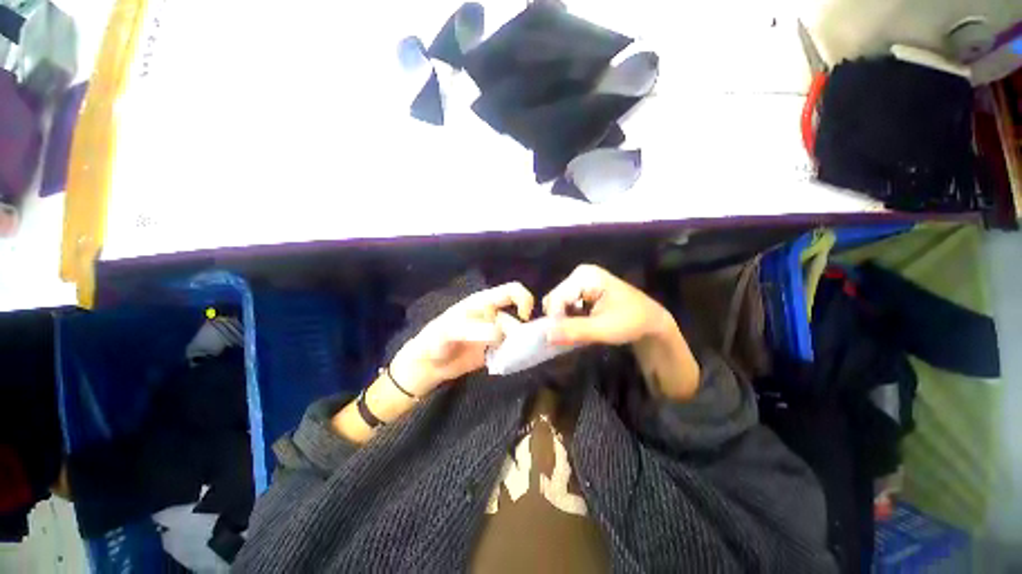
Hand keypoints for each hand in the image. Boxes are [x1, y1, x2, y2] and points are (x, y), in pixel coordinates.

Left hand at [389, 282, 534, 395]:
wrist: (426, 366)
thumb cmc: (434, 341)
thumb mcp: (450, 331)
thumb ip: (476, 329)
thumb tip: (502, 333)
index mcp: (484, 302)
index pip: (512, 291)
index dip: (524, 299)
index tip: (525, 318)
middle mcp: (493, 315)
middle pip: (518, 317)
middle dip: (523, 330)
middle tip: (518, 347)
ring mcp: (495, 334)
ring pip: (517, 335)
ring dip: (520, 345)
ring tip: (511, 357)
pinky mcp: (495, 351)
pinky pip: (512, 350)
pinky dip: (515, 355)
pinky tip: (510, 362)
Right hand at [542, 264, 671, 345]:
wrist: (651, 321)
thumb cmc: (632, 322)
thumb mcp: (603, 329)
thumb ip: (574, 331)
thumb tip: (546, 336)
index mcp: (585, 276)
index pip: (556, 298)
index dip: (556, 320)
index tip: (564, 339)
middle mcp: (578, 275)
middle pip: (554, 300)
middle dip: (560, 320)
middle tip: (575, 335)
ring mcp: (579, 282)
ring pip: (557, 305)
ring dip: (564, 321)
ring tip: (580, 331)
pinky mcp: (581, 291)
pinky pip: (564, 306)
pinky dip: (568, 319)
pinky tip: (581, 326)